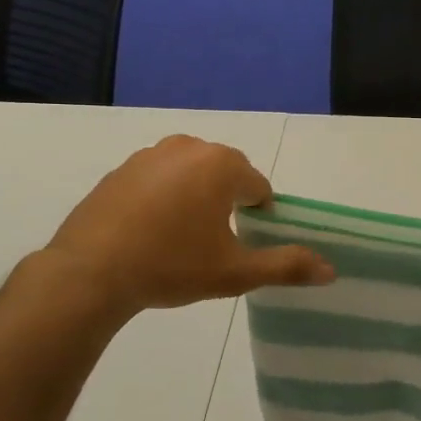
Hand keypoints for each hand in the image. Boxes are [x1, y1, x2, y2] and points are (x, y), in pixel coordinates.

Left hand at [38, 135, 333, 320]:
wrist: (90, 272)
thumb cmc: (171, 266)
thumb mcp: (235, 272)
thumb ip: (286, 266)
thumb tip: (330, 270)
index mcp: (222, 165)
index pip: (258, 187)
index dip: (257, 217)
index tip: (241, 244)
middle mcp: (188, 148)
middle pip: (225, 174)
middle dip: (226, 203)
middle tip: (213, 244)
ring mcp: (149, 156)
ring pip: (190, 174)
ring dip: (195, 198)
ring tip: (180, 239)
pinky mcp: (120, 170)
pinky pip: (157, 179)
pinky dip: (162, 198)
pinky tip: (149, 233)